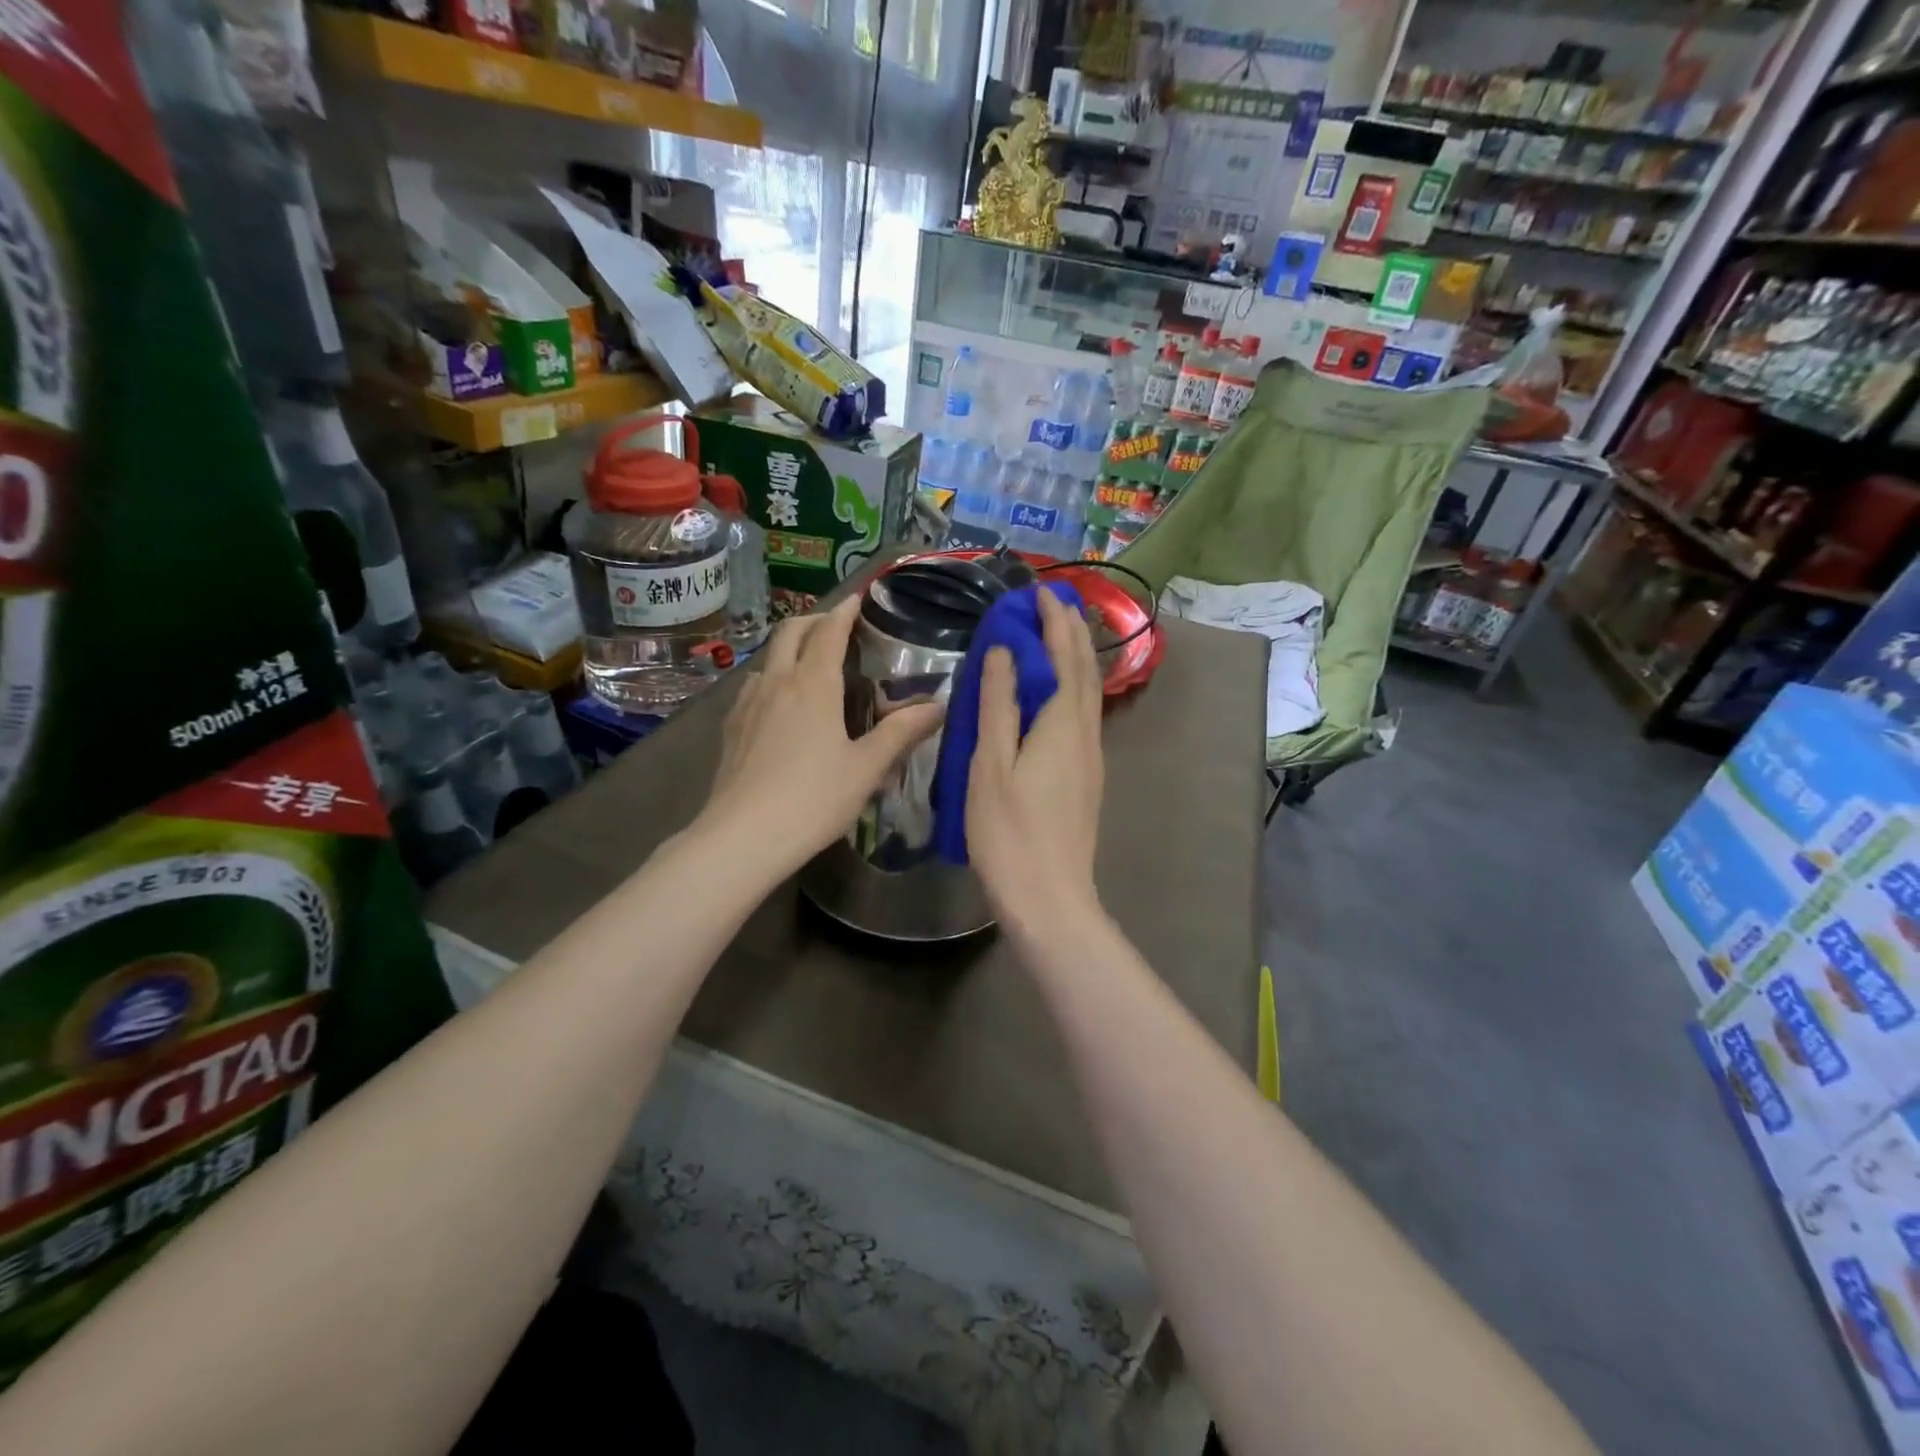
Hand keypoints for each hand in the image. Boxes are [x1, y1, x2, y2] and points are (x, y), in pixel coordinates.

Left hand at [700, 595, 942, 875]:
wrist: (743, 836)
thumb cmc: (813, 799)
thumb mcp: (867, 768)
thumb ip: (901, 733)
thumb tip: (938, 706)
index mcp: (814, 685)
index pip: (829, 632)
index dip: (844, 612)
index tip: (857, 599)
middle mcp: (777, 683)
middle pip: (790, 633)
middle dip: (813, 620)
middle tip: (835, 626)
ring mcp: (747, 705)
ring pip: (768, 660)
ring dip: (789, 650)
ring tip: (809, 667)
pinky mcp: (730, 729)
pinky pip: (752, 688)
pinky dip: (771, 679)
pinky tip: (778, 706)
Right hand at [966, 589, 1104, 936]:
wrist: (1050, 898)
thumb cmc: (1010, 832)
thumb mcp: (991, 765)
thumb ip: (998, 705)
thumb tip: (1002, 651)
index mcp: (1062, 724)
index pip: (1065, 657)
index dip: (1054, 622)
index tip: (1042, 592)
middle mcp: (1085, 733)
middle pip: (1085, 670)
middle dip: (1072, 632)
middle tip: (1054, 602)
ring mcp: (1091, 757)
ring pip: (1089, 693)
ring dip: (1076, 657)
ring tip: (1057, 636)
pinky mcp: (1087, 778)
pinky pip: (1083, 715)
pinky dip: (1072, 687)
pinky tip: (1057, 694)